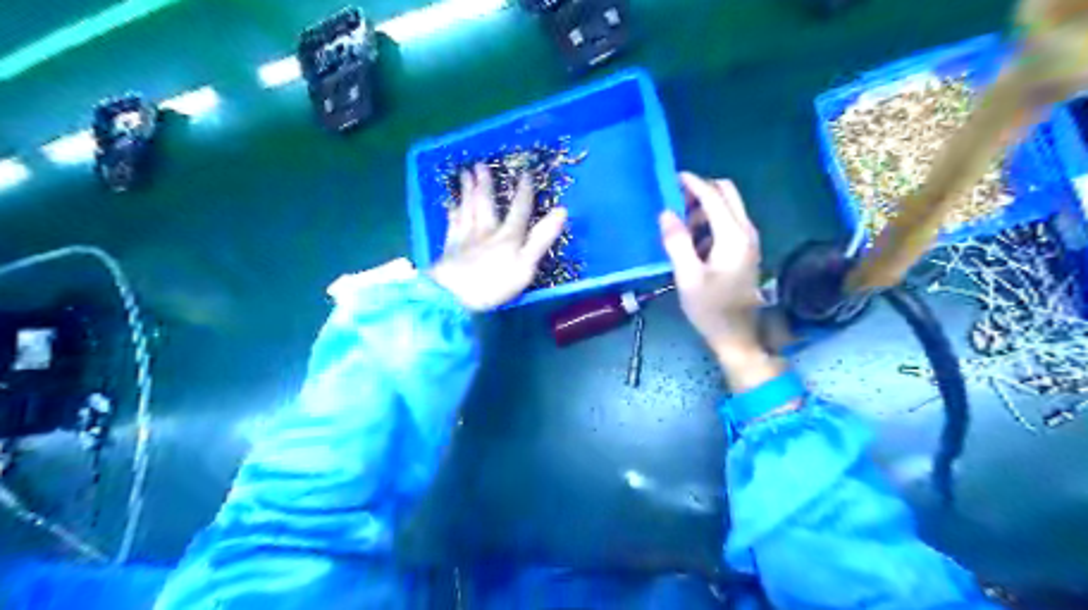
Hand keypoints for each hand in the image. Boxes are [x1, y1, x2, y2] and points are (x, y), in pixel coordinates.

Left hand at [430, 165, 570, 311]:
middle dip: (485, 184)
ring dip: (467, 190)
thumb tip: (562, 211)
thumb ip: (542, 238)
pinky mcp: (450, 247)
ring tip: (464, 174)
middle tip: (479, 165)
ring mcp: (466, 237)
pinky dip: (452, 211)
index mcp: (508, 236)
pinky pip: (452, 223)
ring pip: (467, 208)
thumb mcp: (526, 264)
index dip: (524, 193)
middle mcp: (487, 231)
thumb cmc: (494, 284)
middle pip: (486, 203)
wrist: (453, 295)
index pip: (519, 210)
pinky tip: (450, 204)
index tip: (526, 175)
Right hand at [655, 175, 781, 386]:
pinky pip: (728, 223)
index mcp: (733, 236)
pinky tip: (692, 243)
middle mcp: (746, 232)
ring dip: (704, 208)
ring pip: (728, 207)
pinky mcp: (745, 250)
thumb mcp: (687, 277)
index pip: (713, 196)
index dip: (692, 183)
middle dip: (701, 191)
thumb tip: (666, 213)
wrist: (737, 336)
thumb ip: (676, 242)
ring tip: (679, 228)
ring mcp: (748, 241)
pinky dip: (710, 222)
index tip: (671, 178)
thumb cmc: (710, 309)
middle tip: (675, 202)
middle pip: (727, 193)